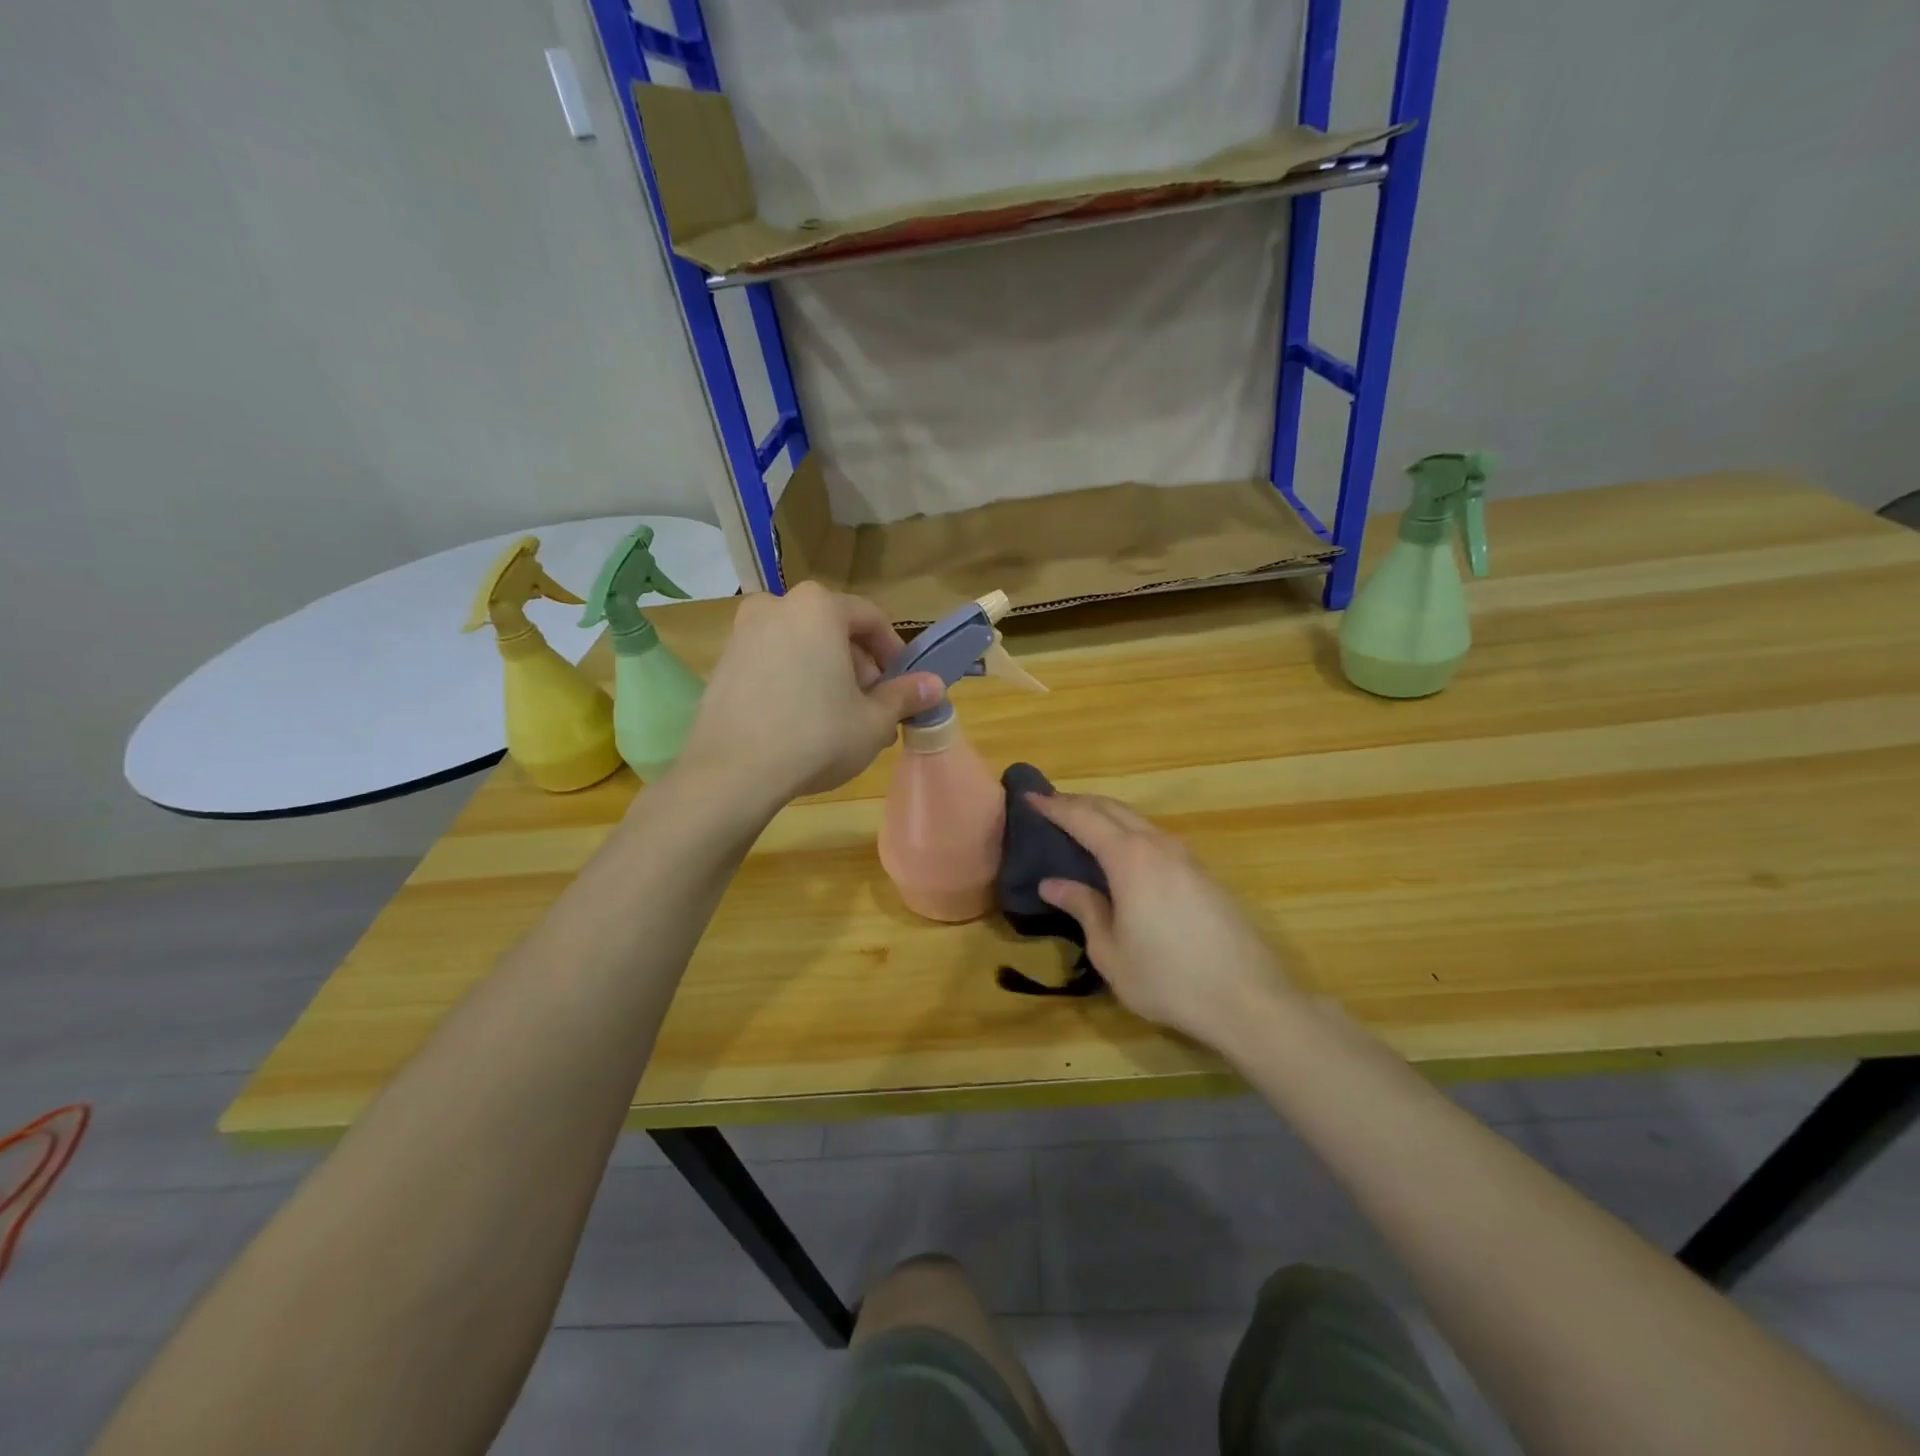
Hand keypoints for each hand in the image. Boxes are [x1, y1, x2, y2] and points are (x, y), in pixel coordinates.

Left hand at [679, 582, 943, 806]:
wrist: (732, 773)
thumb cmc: (816, 736)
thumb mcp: (873, 720)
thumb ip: (905, 696)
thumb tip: (934, 685)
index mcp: (818, 607)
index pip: (871, 618)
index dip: (894, 652)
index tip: (903, 685)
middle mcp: (776, 606)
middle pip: (834, 630)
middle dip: (859, 667)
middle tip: (873, 709)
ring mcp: (742, 633)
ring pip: (802, 647)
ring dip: (828, 676)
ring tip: (840, 721)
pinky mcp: (721, 663)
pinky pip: (772, 663)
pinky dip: (794, 681)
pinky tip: (802, 723)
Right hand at [1029, 793, 1296, 1046]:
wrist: (1248, 998)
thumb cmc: (1167, 978)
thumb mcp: (1111, 950)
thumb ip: (1083, 908)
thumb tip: (1053, 884)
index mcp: (1130, 858)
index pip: (1083, 819)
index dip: (1054, 807)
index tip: (1030, 797)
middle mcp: (1158, 845)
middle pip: (1112, 809)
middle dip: (1079, 803)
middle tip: (1050, 806)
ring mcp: (1186, 856)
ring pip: (1138, 820)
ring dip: (1106, 815)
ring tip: (1081, 824)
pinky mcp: (1203, 873)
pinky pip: (1156, 837)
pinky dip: (1129, 832)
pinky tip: (1123, 852)